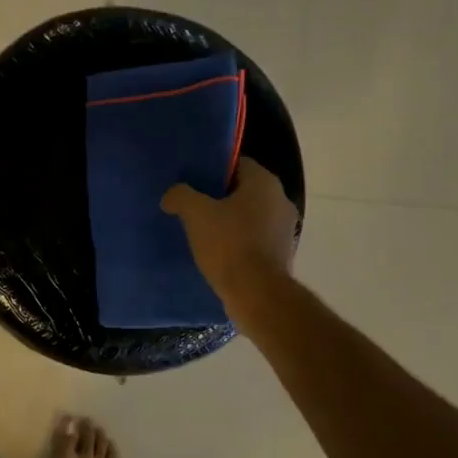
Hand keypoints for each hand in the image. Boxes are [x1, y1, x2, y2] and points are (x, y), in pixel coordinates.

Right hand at [160, 157, 297, 319]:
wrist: (257, 293)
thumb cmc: (229, 244)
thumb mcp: (196, 214)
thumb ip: (181, 196)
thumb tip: (172, 195)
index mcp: (265, 183)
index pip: (238, 164)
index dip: (214, 171)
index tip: (194, 183)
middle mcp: (281, 200)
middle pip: (244, 191)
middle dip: (220, 198)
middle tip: (195, 207)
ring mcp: (285, 229)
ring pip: (251, 216)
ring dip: (231, 221)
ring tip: (203, 232)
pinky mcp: (282, 253)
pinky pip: (256, 238)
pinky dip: (240, 242)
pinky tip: (219, 253)